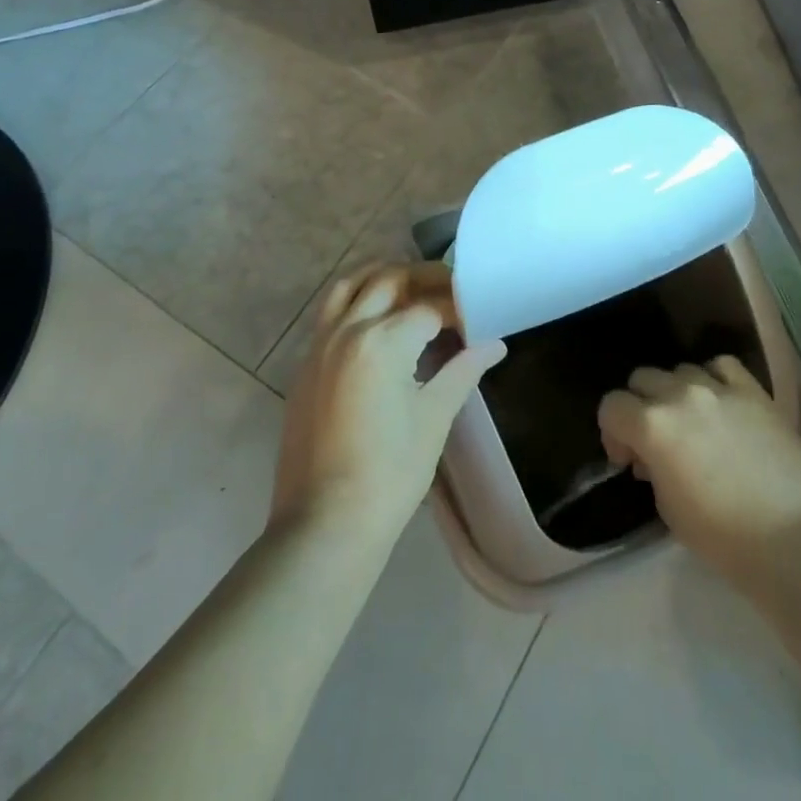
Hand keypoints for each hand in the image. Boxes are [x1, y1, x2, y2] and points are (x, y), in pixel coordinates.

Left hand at [273, 263, 506, 552]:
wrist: (324, 523)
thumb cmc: (389, 474)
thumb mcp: (433, 419)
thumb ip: (463, 371)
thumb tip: (495, 345)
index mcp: (383, 341)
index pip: (429, 307)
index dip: (458, 308)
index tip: (478, 315)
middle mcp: (348, 329)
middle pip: (389, 279)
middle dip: (423, 278)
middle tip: (452, 290)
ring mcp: (320, 343)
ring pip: (351, 285)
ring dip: (383, 277)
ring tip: (411, 289)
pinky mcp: (306, 362)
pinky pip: (330, 311)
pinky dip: (356, 299)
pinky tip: (377, 320)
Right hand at [598, 356, 800, 589]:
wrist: (790, 540)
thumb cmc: (721, 536)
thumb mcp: (665, 506)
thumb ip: (650, 465)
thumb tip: (649, 455)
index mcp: (652, 425)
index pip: (611, 406)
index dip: (613, 432)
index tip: (628, 459)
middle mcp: (679, 395)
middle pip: (642, 379)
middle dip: (641, 407)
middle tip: (657, 440)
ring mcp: (718, 388)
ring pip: (679, 370)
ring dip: (676, 394)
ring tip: (694, 423)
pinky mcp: (753, 391)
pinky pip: (722, 366)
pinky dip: (713, 378)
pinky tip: (720, 401)